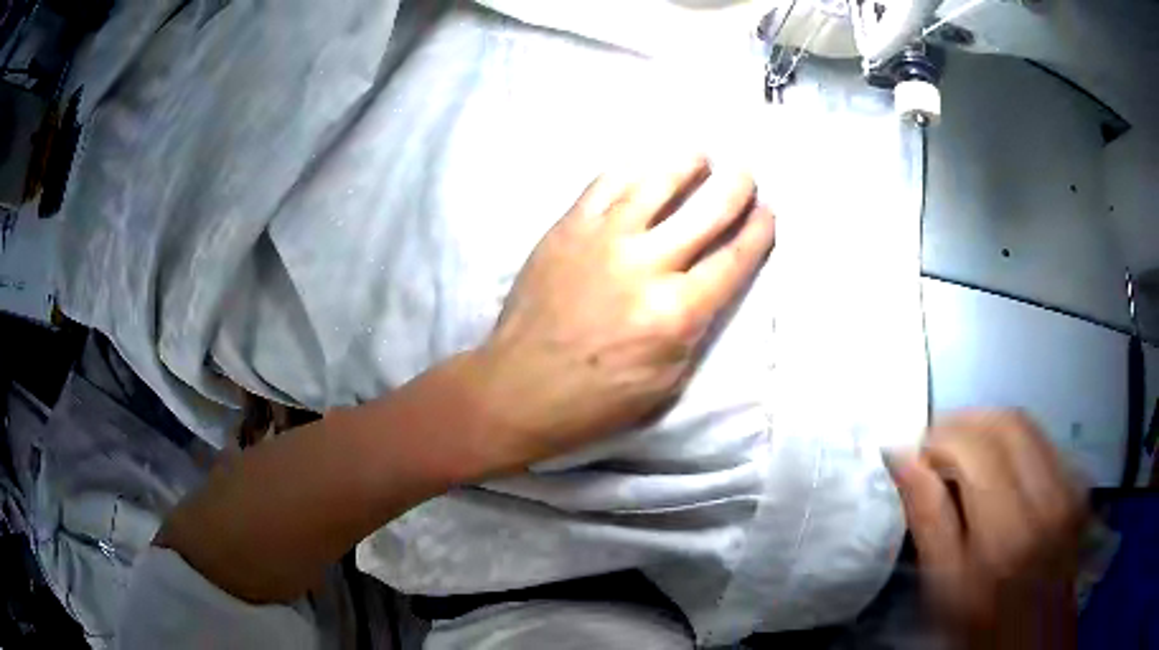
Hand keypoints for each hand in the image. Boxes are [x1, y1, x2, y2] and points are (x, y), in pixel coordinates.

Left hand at [472, 155, 773, 469]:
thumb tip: (707, 284)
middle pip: (705, 214)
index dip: (757, 232)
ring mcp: (602, 240)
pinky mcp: (566, 229)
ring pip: (654, 185)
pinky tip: (643, 167)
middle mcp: (644, 265)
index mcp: (674, 313)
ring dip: (685, 164)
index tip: (769, 211)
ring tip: (700, 155)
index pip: (732, 260)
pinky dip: (631, 170)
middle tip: (746, 172)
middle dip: (734, 188)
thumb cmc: (596, 399)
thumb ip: (694, 328)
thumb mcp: (666, 382)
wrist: (518, 388)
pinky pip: (604, 186)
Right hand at [888, 410, 1087, 649]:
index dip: (939, 437)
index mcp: (1008, 533)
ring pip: (1027, 424)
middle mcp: (1048, 498)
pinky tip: (998, 470)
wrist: (1033, 633)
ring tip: (963, 456)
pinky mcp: (1078, 483)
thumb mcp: (944, 584)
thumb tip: (902, 457)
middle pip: (1006, 422)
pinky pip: (1043, 440)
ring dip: (988, 428)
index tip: (916, 453)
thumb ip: (928, 518)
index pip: (976, 447)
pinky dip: (1013, 442)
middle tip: (936, 448)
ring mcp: (1070, 486)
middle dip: (965, 423)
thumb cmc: (980, 621)